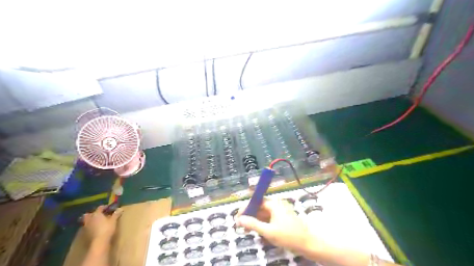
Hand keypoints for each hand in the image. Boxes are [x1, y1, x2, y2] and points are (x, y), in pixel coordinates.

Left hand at [83, 206, 123, 242]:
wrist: (99, 242)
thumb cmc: (107, 229)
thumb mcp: (113, 220)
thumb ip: (116, 214)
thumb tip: (120, 209)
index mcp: (96, 214)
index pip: (100, 208)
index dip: (105, 207)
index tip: (109, 208)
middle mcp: (89, 219)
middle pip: (89, 214)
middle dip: (93, 213)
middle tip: (100, 215)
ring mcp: (85, 227)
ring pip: (86, 221)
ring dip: (91, 220)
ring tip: (97, 222)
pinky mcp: (85, 234)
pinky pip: (87, 228)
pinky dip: (90, 227)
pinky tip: (95, 229)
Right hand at [235, 199, 315, 252]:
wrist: (309, 244)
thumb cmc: (288, 236)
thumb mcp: (268, 231)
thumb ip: (253, 224)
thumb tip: (239, 219)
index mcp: (274, 203)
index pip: (256, 201)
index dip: (246, 209)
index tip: (237, 217)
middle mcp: (277, 204)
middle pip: (259, 207)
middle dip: (250, 216)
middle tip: (240, 226)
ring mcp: (280, 211)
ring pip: (264, 214)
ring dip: (255, 221)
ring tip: (247, 230)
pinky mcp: (283, 218)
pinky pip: (270, 219)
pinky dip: (263, 224)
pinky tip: (258, 232)